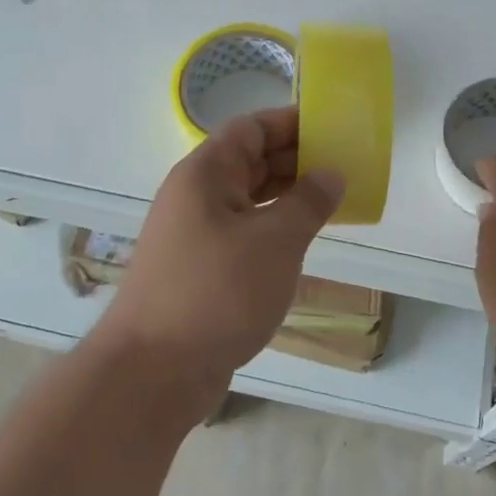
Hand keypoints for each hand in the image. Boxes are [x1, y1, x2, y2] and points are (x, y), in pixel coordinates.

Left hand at [98, 108, 344, 398]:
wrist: (153, 372)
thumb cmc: (217, 292)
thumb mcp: (275, 241)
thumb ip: (308, 202)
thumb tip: (331, 173)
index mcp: (205, 173)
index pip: (250, 128)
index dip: (290, 123)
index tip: (332, 128)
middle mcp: (196, 195)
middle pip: (249, 161)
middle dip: (295, 159)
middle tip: (343, 166)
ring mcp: (194, 233)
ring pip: (247, 199)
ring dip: (287, 196)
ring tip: (332, 201)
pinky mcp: (199, 268)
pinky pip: (243, 232)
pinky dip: (273, 229)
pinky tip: (301, 242)